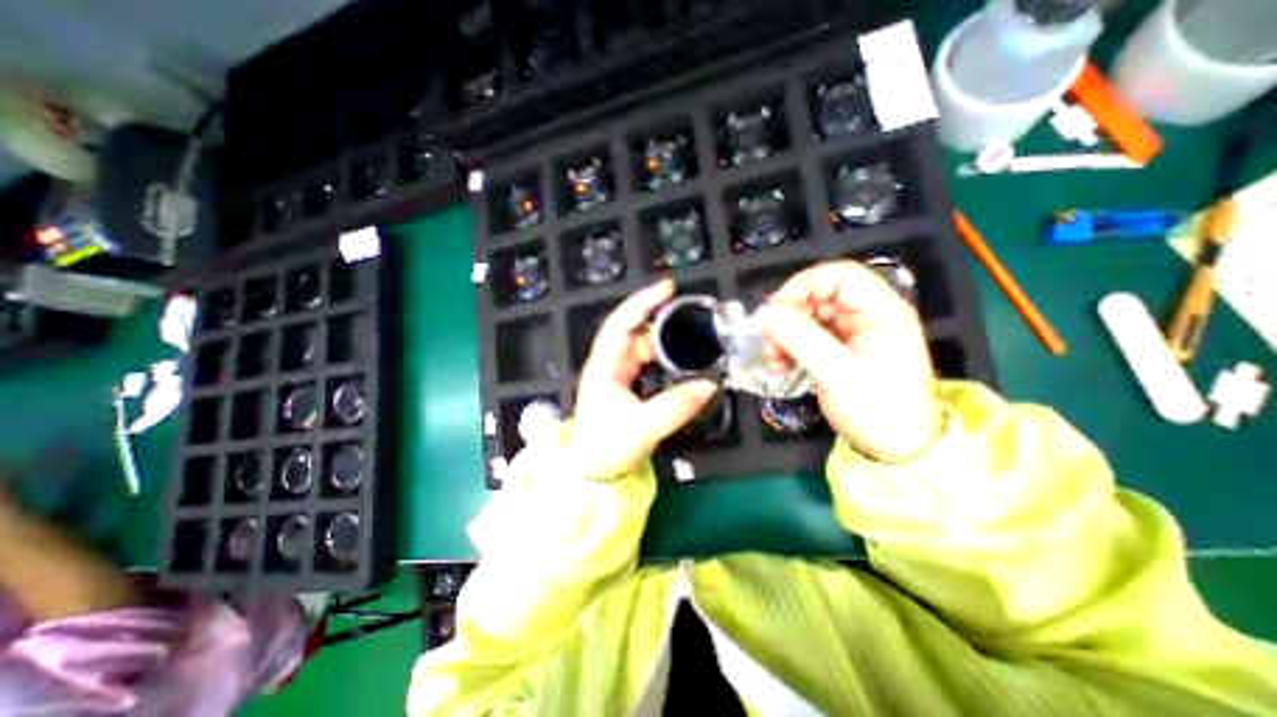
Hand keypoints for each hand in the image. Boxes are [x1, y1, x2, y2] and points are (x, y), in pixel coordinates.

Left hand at [573, 278, 721, 479]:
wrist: (593, 473)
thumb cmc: (607, 447)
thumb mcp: (643, 427)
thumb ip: (677, 406)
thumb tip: (710, 385)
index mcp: (604, 365)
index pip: (621, 323)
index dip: (643, 302)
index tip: (668, 287)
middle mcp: (610, 363)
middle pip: (635, 330)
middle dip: (660, 318)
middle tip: (691, 311)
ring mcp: (618, 373)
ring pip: (643, 346)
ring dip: (665, 338)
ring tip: (692, 331)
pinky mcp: (627, 385)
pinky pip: (648, 361)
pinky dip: (665, 355)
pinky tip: (681, 355)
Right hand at [763, 260, 941, 462]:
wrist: (898, 450)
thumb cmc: (878, 412)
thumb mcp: (838, 374)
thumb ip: (801, 339)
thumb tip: (766, 313)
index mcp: (881, 311)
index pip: (839, 275)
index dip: (803, 286)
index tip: (775, 312)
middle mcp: (866, 315)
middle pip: (818, 295)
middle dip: (788, 316)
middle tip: (769, 342)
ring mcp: (851, 332)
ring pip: (807, 316)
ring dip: (784, 334)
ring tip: (773, 360)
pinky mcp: (838, 349)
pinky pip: (806, 336)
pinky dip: (788, 347)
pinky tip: (780, 365)